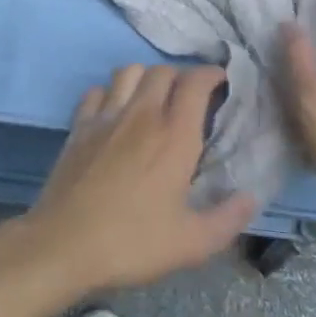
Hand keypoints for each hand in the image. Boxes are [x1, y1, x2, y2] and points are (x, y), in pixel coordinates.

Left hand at [25, 65, 259, 295]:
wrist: (63, 245)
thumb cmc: (132, 243)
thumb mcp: (192, 243)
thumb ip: (228, 218)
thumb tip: (252, 197)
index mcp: (174, 135)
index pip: (195, 82)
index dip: (211, 74)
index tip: (221, 82)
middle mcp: (142, 114)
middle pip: (163, 71)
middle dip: (181, 77)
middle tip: (189, 98)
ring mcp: (106, 116)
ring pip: (128, 72)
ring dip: (145, 77)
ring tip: (153, 98)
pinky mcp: (79, 126)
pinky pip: (96, 91)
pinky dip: (109, 93)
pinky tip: (114, 112)